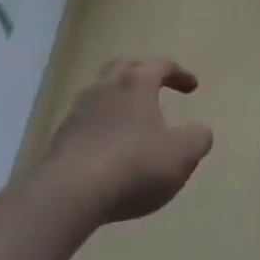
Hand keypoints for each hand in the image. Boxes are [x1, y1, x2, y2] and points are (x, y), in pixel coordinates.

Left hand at [36, 58, 213, 226]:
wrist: (68, 194)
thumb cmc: (134, 165)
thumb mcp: (181, 155)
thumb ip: (198, 138)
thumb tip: (200, 131)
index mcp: (136, 83)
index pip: (161, 65)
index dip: (180, 74)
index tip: (192, 88)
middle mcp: (105, 87)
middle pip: (124, 66)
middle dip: (142, 72)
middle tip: (155, 87)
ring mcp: (77, 112)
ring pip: (100, 93)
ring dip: (117, 101)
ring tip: (131, 122)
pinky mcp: (59, 139)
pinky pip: (85, 123)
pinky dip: (100, 128)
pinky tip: (107, 150)